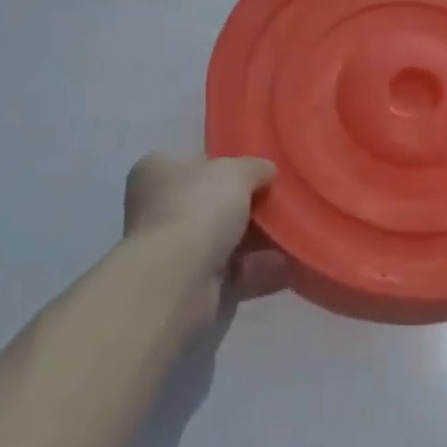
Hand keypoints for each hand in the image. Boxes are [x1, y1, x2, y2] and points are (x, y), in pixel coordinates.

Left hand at [122, 153, 289, 304]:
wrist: (177, 280)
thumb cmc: (198, 208)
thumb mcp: (235, 172)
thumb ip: (254, 167)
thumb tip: (267, 171)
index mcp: (156, 172)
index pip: (191, 162)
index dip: (223, 164)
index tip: (254, 171)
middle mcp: (157, 210)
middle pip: (209, 202)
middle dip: (244, 205)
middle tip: (279, 203)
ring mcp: (171, 250)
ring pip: (222, 239)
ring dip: (255, 239)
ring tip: (291, 232)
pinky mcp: (188, 284)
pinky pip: (231, 272)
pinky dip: (257, 269)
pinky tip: (286, 264)